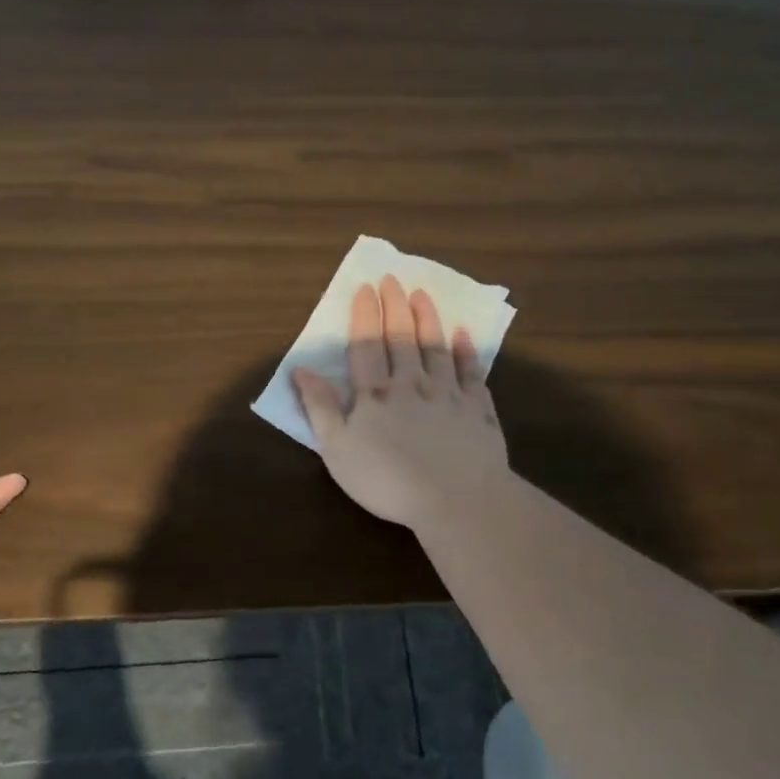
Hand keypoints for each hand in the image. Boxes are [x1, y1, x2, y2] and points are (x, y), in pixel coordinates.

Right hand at [292, 276, 509, 527]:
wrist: (456, 499)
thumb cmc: (387, 480)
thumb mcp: (338, 449)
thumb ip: (320, 407)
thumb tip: (301, 369)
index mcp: (375, 394)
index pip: (366, 345)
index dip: (363, 315)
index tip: (364, 288)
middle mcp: (411, 383)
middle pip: (401, 338)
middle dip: (394, 306)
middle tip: (392, 279)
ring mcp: (448, 393)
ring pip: (435, 347)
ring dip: (428, 319)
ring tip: (422, 294)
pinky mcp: (477, 409)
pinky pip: (471, 372)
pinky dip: (466, 351)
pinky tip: (463, 335)